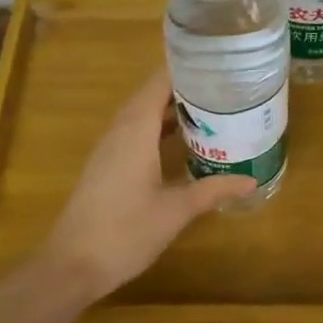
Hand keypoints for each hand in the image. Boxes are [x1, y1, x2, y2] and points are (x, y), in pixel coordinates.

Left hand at [38, 68, 255, 301]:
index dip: (184, 65)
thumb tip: (250, 179)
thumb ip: (213, 190)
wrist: (72, 265)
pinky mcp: (107, 165)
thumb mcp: (175, 211)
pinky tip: (182, 140)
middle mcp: (120, 131)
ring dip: (171, 107)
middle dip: (184, 84)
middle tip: (222, 80)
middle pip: (151, 94)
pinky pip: (135, 132)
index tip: (215, 56)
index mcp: (135, 130)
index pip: (159, 82)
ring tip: (209, 104)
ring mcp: (110, 148)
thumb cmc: (125, 232)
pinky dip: (159, 127)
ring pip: (142, 114)